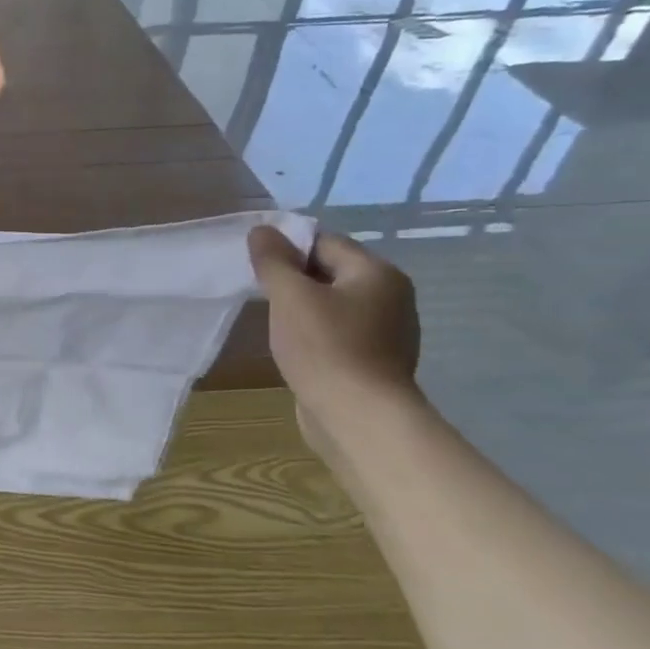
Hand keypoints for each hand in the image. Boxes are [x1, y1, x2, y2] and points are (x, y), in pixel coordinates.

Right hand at [248, 228, 420, 426]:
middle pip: (331, 272)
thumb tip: (262, 230)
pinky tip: (297, 351)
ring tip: (276, 325)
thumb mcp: (290, 296)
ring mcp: (388, 332)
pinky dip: (317, 336)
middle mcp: (391, 297)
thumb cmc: (325, 348)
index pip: (325, 242)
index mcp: (377, 273)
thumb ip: (273, 260)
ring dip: (304, 310)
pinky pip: (340, 333)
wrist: (359, 418)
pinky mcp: (376, 362)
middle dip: (294, 280)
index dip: (288, 250)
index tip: (258, 269)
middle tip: (262, 296)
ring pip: (334, 305)